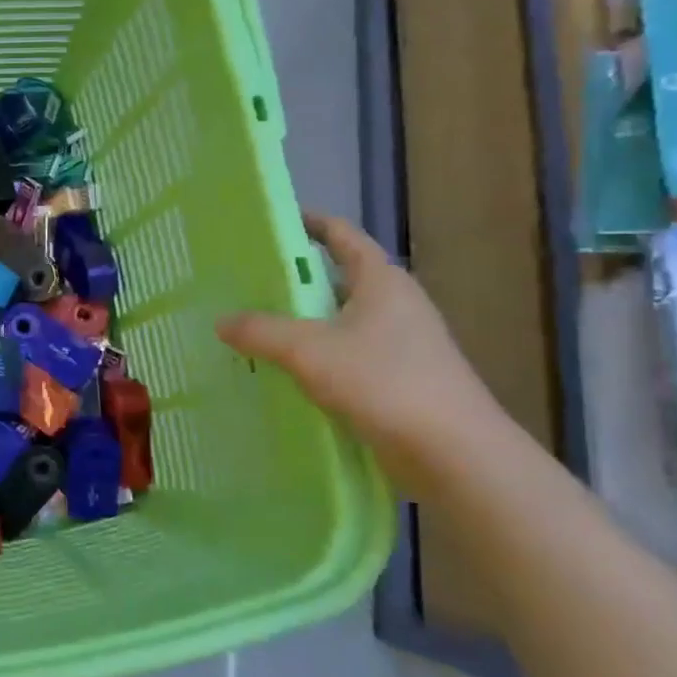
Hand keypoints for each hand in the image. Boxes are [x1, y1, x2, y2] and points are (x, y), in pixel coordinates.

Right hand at [215, 213, 511, 490]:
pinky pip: (347, 353)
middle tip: (245, 281)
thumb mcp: (309, 351)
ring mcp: (401, 342)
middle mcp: (395, 303)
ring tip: (254, 326)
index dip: (308, 223)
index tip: (269, 224)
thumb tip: (221, 321)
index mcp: (381, 280)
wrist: (454, 454)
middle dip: (293, 279)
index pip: (341, 235)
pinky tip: (284, 370)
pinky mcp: (399, 378)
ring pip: (339, 319)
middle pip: (337, 277)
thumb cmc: (384, 382)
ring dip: (301, 321)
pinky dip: (316, 354)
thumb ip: (261, 331)